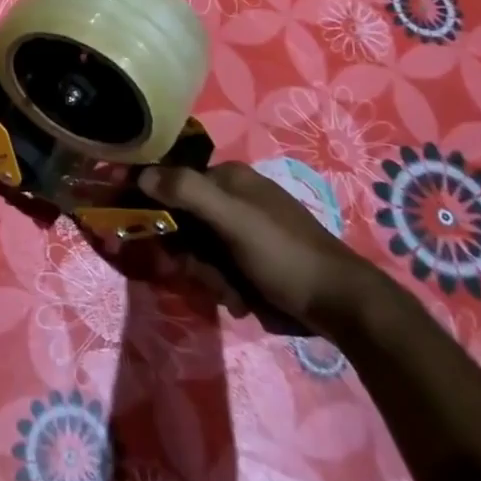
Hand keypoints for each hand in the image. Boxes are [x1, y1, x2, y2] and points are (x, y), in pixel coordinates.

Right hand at [138, 161, 386, 334]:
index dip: (153, 205)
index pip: (171, 181)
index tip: (140, 230)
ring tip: (230, 290)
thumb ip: (188, 192)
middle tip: (198, 271)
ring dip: (205, 274)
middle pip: (180, 221)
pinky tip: (241, 298)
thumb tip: (140, 174)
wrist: (340, 306)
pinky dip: (222, 286)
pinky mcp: (247, 261)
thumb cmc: (284, 254)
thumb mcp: (234, 219)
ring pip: (194, 250)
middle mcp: (231, 199)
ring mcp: (239, 232)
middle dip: (186, 252)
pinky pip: (214, 269)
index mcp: (228, 178)